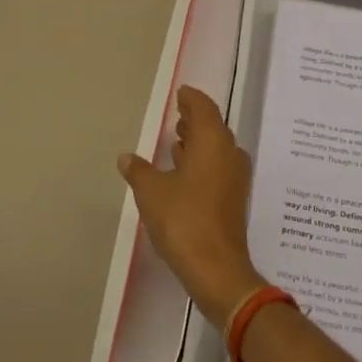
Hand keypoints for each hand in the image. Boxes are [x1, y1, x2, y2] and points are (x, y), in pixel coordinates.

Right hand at [119, 85, 265, 328]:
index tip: (181, 93)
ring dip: (199, 142)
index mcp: (213, 141)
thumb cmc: (183, 220)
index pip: (204, 108)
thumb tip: (126, 157)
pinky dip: (203, 161)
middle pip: (213, 127)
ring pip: (217, 148)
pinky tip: (184, 171)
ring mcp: (235, 177)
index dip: (191, 99)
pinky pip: (218, 167)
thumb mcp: (152, 192)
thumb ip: (139, 170)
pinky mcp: (234, 199)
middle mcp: (229, 153)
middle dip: (195, 119)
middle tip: (178, 113)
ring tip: (178, 139)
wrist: (217, 268)